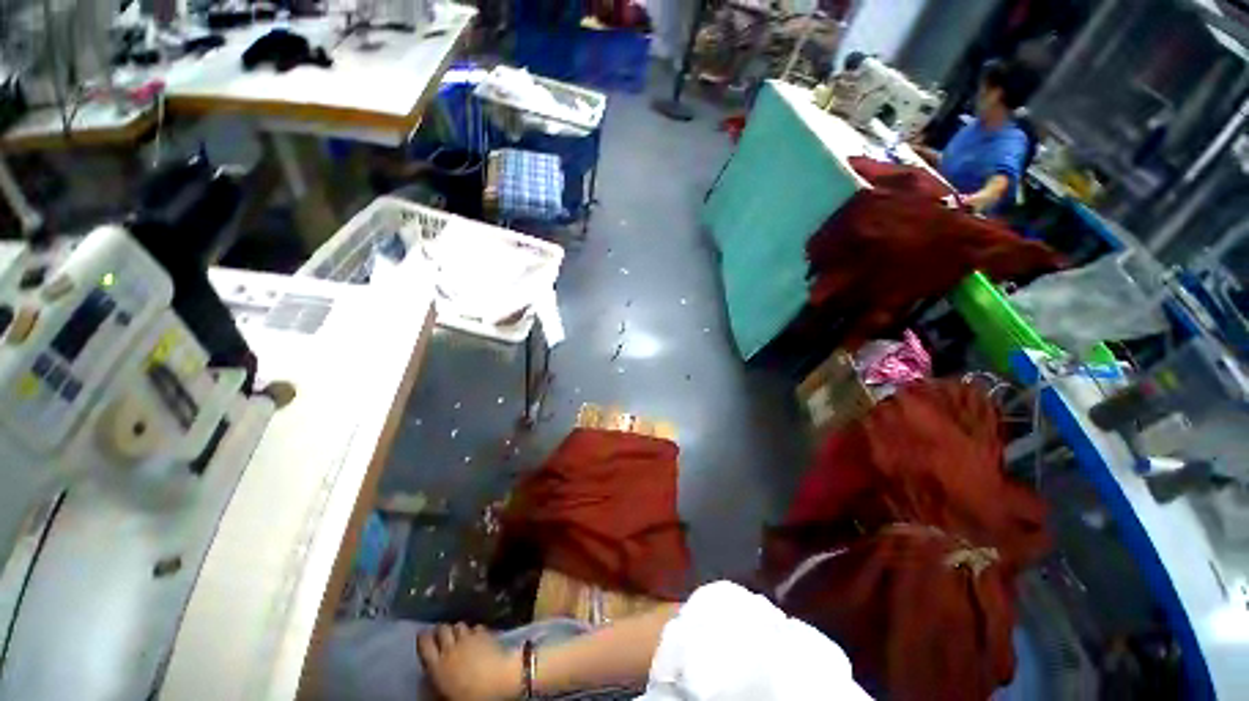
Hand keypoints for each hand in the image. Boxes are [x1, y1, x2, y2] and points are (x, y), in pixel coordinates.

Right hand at [417, 624, 520, 700]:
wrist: (499, 681)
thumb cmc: (470, 695)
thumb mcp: (447, 695)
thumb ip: (437, 685)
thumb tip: (430, 682)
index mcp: (438, 666)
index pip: (425, 645)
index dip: (423, 638)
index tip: (423, 635)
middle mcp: (451, 647)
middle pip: (442, 630)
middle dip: (441, 630)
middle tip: (442, 634)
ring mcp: (469, 638)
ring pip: (459, 625)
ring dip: (457, 629)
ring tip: (459, 635)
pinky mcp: (485, 633)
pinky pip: (476, 627)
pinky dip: (474, 630)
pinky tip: (476, 636)